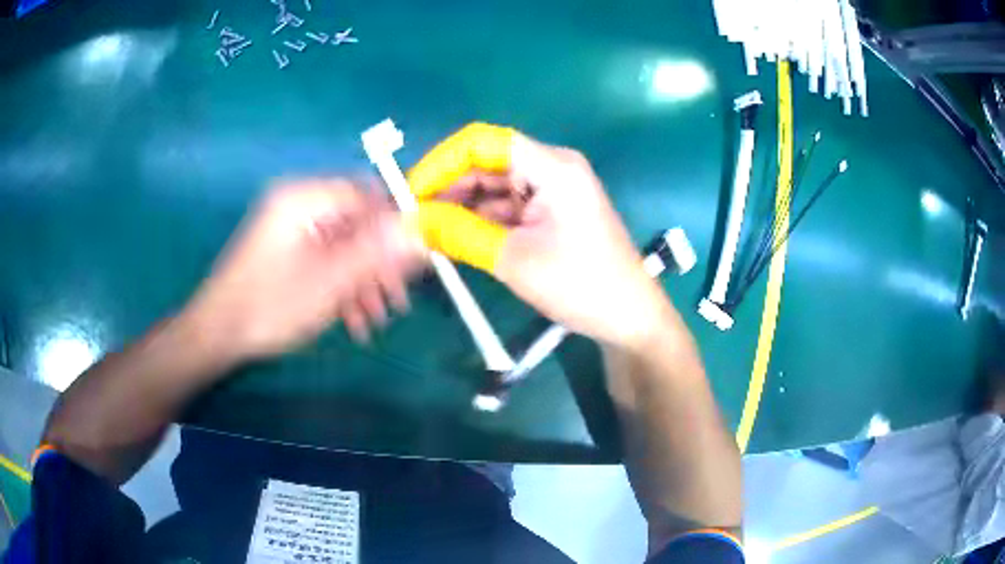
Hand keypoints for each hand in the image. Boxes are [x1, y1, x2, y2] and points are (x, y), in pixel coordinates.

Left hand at [184, 179, 422, 360]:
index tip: (415, 258)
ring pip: (343, 246)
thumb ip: (378, 253)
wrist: (218, 334)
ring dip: (363, 281)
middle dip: (379, 263)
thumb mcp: (329, 281)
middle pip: (356, 223)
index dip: (395, 223)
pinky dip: (342, 286)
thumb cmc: (270, 305)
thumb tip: (423, 231)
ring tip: (376, 319)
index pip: (366, 193)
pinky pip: (325, 259)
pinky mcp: (287, 251)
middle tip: (398, 300)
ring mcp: (291, 230)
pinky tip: (354, 320)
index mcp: (304, 199)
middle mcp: (298, 205)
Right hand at [408, 123, 671, 348]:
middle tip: (412, 219)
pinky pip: (506, 208)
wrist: (629, 318)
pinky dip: (479, 221)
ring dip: (460, 207)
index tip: (411, 193)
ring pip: (492, 187)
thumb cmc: (581, 285)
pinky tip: (454, 237)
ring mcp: (551, 191)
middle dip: (447, 188)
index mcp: (552, 166)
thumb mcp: (513, 258)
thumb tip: (410, 221)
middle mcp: (551, 168)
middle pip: (486, 163)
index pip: (482, 142)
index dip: (441, 162)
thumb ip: (458, 233)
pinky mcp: (549, 213)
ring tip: (426, 232)